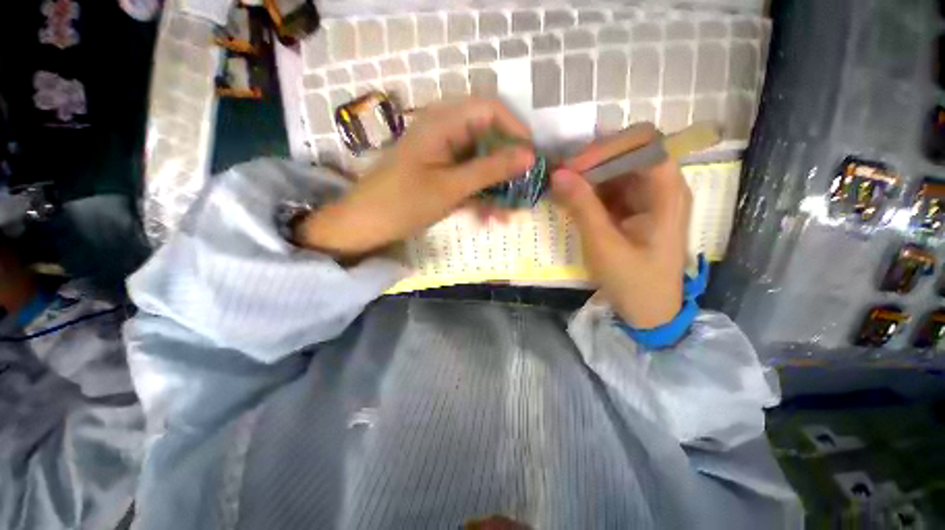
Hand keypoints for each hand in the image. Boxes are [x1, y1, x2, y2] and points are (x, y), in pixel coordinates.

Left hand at [296, 98, 534, 256]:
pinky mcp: (440, 174)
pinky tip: (487, 218)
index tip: (531, 158)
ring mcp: (442, 155)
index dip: (515, 130)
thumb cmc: (404, 202)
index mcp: (442, 122)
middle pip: (488, 139)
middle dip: (507, 167)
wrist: (366, 225)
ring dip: (495, 188)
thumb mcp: (451, 187)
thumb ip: (491, 169)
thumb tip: (530, 156)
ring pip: (480, 164)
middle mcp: (444, 132)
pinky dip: (479, 197)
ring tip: (507, 215)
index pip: (490, 109)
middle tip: (523, 190)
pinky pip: (468, 179)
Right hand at [550, 159, 691, 328]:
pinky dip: (589, 192)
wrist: (649, 312)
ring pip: (616, 172)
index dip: (608, 148)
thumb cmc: (633, 281)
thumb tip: (557, 173)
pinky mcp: (633, 212)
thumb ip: (582, 206)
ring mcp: (647, 200)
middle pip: (628, 155)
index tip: (573, 166)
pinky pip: (610, 191)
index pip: (643, 145)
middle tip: (559, 176)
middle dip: (592, 161)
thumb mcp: (603, 244)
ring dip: (587, 177)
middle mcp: (661, 188)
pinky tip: (570, 200)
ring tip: (560, 187)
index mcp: (667, 192)